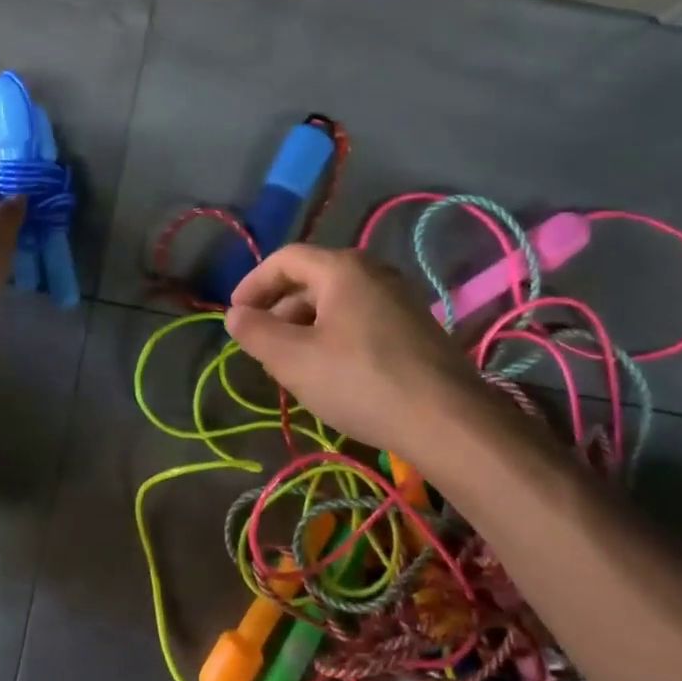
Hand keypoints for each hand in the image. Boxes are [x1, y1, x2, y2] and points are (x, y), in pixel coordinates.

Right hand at [225, 244, 486, 456]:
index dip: (252, 284)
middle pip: (311, 279)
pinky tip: (330, 372)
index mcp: (342, 269)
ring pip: (336, 302)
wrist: (447, 421)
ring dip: (304, 326)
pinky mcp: (414, 328)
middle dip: (278, 309)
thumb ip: (256, 332)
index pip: (284, 259)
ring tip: (291, 364)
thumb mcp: (293, 360)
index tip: (235, 316)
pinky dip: (333, 336)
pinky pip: (359, 319)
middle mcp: (373, 272)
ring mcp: (399, 299)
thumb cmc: (360, 381)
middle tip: (261, 346)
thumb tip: (234, 315)